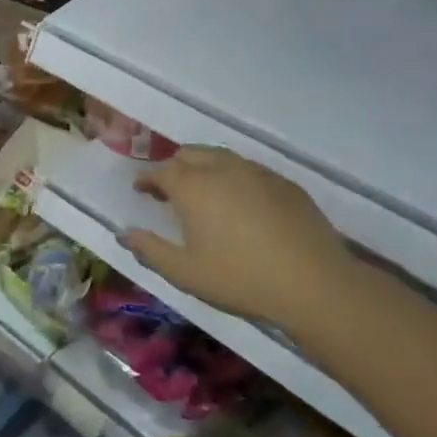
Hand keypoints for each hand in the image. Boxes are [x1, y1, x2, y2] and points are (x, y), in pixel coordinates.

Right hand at [121, 147, 353, 332]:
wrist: (313, 283)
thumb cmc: (239, 278)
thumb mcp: (185, 272)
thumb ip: (150, 249)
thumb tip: (124, 233)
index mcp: (193, 187)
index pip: (162, 171)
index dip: (148, 179)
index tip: (141, 190)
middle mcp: (223, 169)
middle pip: (191, 154)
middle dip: (175, 167)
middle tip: (170, 190)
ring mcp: (258, 173)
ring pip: (223, 157)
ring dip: (205, 167)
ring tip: (204, 192)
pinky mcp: (285, 184)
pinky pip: (250, 170)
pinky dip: (235, 178)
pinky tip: (241, 203)